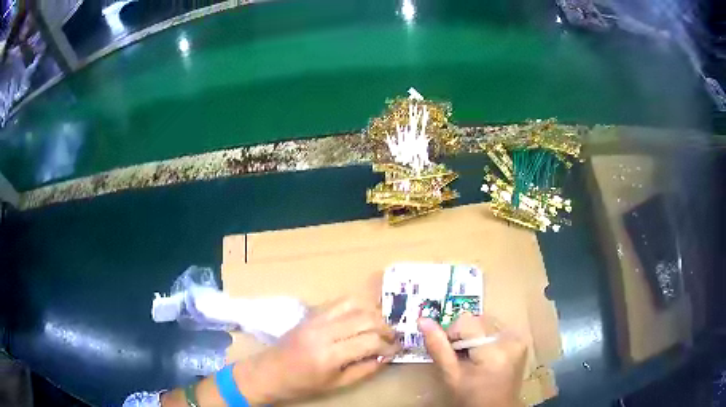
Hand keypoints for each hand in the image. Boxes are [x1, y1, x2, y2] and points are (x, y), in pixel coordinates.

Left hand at [238, 296, 400, 404]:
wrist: (269, 372)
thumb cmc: (302, 384)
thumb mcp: (336, 384)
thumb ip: (364, 369)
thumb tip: (386, 356)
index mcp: (328, 355)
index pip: (369, 341)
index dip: (387, 345)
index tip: (395, 350)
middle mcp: (323, 331)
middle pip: (365, 317)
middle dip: (385, 326)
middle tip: (391, 337)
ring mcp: (315, 318)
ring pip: (354, 303)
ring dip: (373, 312)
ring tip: (379, 325)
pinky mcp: (311, 313)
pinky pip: (339, 301)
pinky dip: (356, 305)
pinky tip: (362, 316)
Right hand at [419, 313, 526, 406]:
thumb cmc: (471, 397)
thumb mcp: (451, 376)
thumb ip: (438, 347)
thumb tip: (423, 320)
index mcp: (494, 349)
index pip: (465, 322)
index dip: (452, 335)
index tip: (451, 354)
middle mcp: (511, 339)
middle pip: (477, 321)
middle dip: (464, 337)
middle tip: (462, 359)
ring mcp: (518, 339)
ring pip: (486, 324)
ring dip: (476, 337)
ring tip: (474, 360)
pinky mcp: (521, 341)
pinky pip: (497, 330)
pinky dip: (487, 340)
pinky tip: (485, 358)